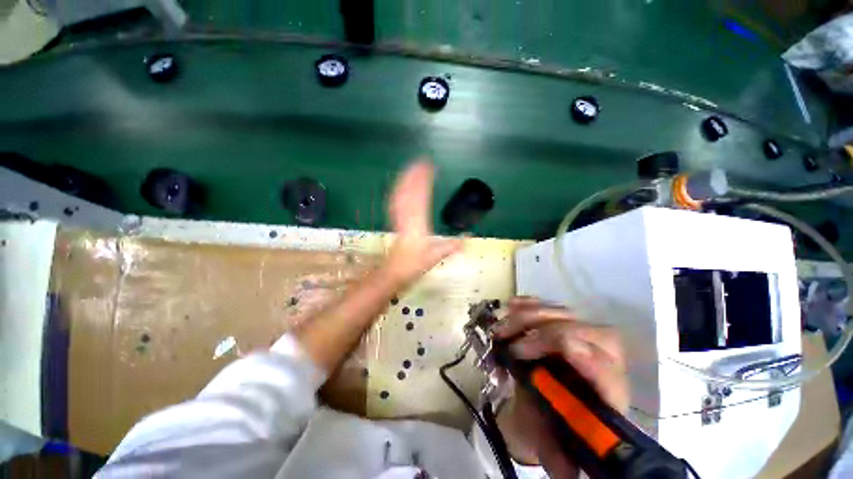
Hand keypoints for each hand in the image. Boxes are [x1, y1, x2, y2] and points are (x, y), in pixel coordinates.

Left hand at [385, 160, 462, 283]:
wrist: (395, 270)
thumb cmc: (415, 264)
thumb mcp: (436, 256)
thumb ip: (451, 246)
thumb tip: (468, 238)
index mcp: (418, 224)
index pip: (420, 198)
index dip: (423, 181)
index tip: (428, 167)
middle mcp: (407, 217)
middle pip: (408, 192)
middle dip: (414, 175)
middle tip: (420, 161)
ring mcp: (398, 218)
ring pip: (400, 195)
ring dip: (405, 180)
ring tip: (411, 168)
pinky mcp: (395, 220)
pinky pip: (395, 202)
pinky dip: (398, 190)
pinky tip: (401, 185)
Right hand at [492, 297, 628, 477]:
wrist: (552, 402)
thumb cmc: (557, 425)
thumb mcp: (556, 445)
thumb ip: (561, 458)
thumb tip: (567, 472)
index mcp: (605, 394)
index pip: (607, 373)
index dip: (590, 360)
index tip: (564, 349)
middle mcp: (599, 357)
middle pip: (584, 333)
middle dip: (545, 337)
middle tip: (512, 348)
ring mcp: (580, 334)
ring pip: (564, 315)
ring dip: (530, 317)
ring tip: (502, 329)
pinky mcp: (562, 322)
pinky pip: (549, 307)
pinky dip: (530, 304)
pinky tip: (513, 305)